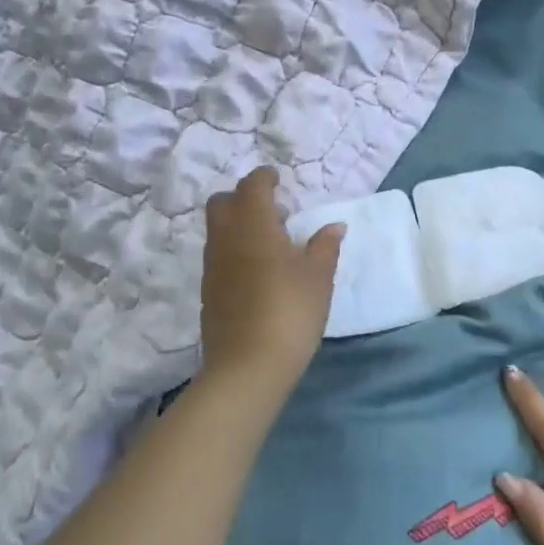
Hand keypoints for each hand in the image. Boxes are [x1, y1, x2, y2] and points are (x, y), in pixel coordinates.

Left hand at [198, 168, 343, 395]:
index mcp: (254, 226)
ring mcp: (213, 266)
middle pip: (223, 203)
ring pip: (218, 229)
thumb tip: (334, 227)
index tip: (278, 179)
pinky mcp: (209, 291)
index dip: (264, 178)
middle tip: (275, 211)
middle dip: (244, 198)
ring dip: (239, 224)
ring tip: (272, 242)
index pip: (252, 186)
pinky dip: (235, 249)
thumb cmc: (290, 312)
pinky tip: (259, 271)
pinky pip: (218, 254)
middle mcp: (226, 239)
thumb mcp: (319, 277)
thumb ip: (325, 247)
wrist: (247, 366)